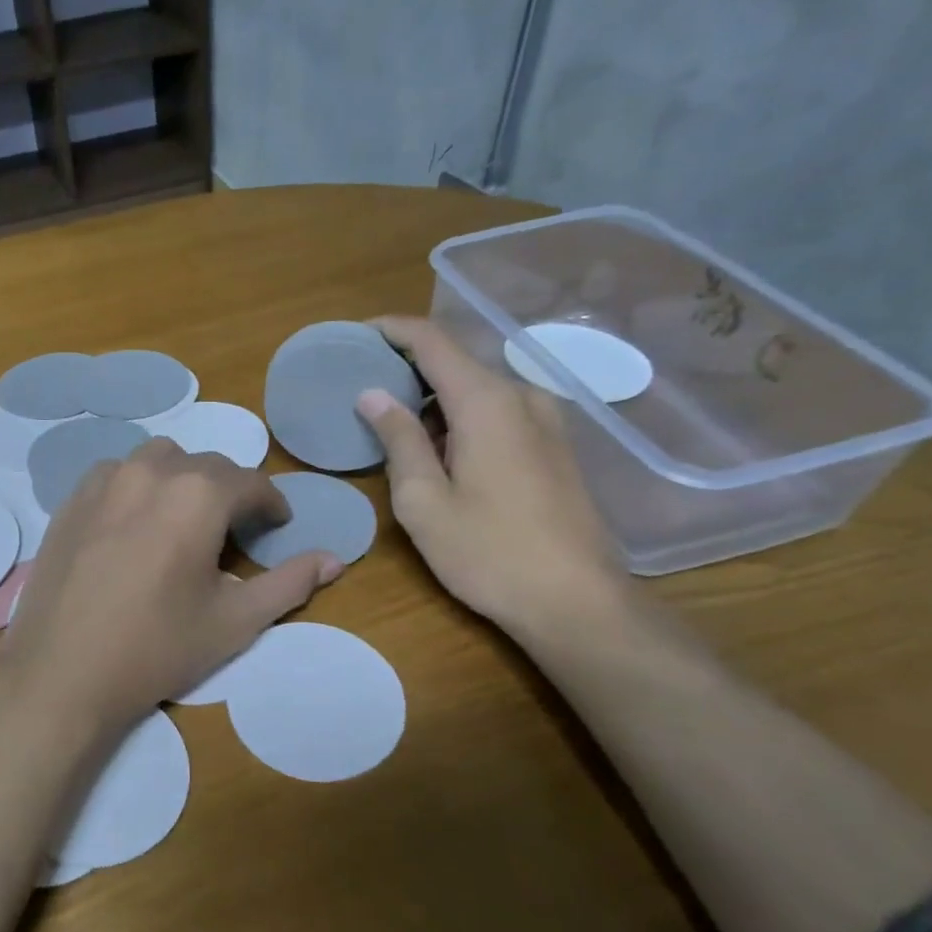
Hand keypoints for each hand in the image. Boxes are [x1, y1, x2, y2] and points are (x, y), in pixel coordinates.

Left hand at [0, 440, 342, 737]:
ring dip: (181, 480)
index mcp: (199, 494)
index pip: (251, 482)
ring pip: (158, 460)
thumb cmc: (157, 648)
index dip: (271, 504)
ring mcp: (104, 481)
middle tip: (233, 531)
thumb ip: (290, 583)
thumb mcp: (235, 621)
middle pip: (206, 465)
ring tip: (183, 520)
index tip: (276, 526)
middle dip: (229, 491)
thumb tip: (335, 559)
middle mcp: (151, 471)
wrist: (62, 672)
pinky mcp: (71, 499)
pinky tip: (134, 523)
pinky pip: (115, 474)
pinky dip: (137, 486)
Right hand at [356, 316, 627, 641]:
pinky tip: (441, 456)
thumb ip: (398, 440)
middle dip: (407, 371)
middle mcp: (521, 396)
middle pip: (456, 364)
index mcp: (486, 402)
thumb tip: (372, 394)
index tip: (356, 335)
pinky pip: (498, 413)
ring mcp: (546, 420)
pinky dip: (461, 419)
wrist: (575, 600)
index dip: (391, 330)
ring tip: (395, 432)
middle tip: (364, 394)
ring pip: (477, 391)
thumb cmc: (488, 552)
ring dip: (434, 402)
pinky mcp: (555, 446)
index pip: (432, 341)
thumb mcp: (423, 501)